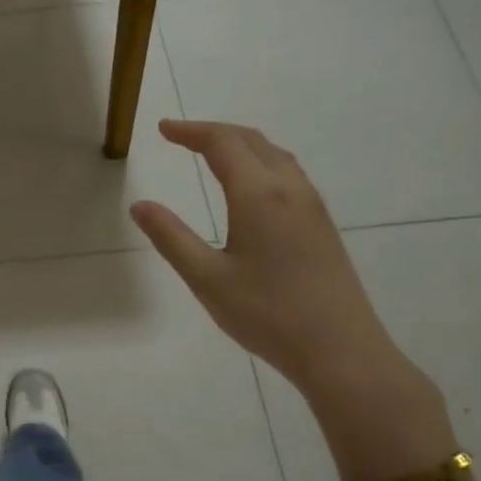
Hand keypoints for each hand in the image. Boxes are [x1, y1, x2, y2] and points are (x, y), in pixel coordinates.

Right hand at [130, 120, 407, 396]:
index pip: (223, 144)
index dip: (191, 131)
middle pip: (252, 141)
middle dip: (214, 132)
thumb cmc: (267, 314)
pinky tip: (249, 186)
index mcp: (259, 196)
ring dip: (241, 144)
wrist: (340, 350)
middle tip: (180, 137)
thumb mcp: (207, 278)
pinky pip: (288, 174)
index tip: (162, 129)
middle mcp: (290, 190)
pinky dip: (260, 162)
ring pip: (275, 155)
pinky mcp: (322, 225)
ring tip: (211, 153)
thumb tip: (140, 205)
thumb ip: (171, 238)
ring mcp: (312, 206)